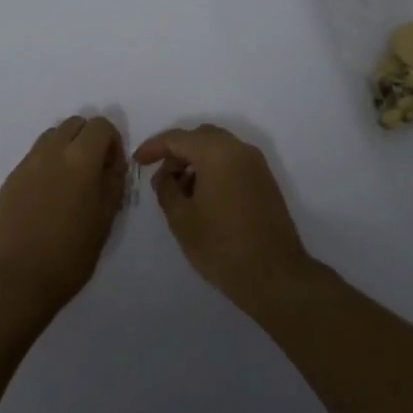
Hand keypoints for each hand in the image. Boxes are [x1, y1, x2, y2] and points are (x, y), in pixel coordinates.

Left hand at [0, 116, 126, 323]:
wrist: (15, 279)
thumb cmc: (69, 255)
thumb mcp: (105, 220)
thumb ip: (113, 182)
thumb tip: (112, 163)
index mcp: (80, 159)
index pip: (100, 125)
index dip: (112, 141)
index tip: (112, 168)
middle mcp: (52, 152)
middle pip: (74, 124)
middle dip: (88, 139)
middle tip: (93, 172)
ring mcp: (27, 163)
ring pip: (51, 136)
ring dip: (66, 148)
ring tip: (70, 183)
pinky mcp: (10, 179)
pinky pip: (34, 157)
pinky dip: (47, 164)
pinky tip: (48, 197)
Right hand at [132, 124, 315, 316]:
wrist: (274, 275)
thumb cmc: (222, 246)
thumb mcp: (182, 219)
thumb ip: (166, 189)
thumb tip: (165, 176)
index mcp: (217, 153)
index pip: (178, 138)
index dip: (154, 147)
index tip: (137, 162)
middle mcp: (239, 149)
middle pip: (200, 137)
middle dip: (177, 152)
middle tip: (161, 176)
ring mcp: (256, 164)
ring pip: (218, 148)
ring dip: (196, 161)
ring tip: (180, 191)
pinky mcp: (265, 180)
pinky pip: (233, 161)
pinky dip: (214, 168)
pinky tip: (203, 196)